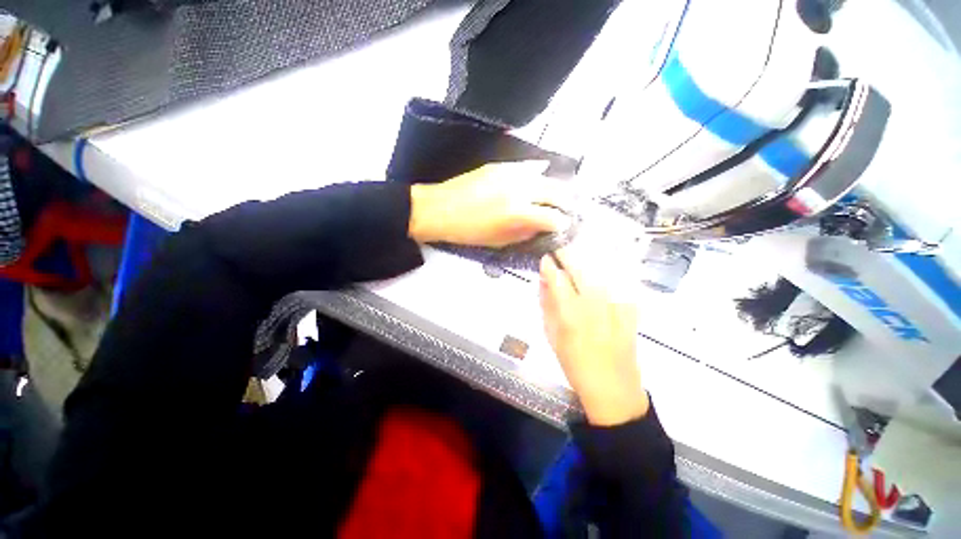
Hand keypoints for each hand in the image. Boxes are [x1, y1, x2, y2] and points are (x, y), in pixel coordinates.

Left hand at [408, 161, 570, 246]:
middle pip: (557, 192)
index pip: (553, 217)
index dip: (561, 224)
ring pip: (546, 176)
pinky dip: (538, 174)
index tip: (563, 227)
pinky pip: (528, 167)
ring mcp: (512, 173)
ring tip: (557, 196)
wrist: (440, 209)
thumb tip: (541, 227)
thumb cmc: (468, 232)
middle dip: (566, 203)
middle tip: (567, 210)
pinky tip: (540, 178)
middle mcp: (521, 189)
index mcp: (519, 213)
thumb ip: (525, 233)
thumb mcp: (499, 241)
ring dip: (555, 188)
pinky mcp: (501, 165)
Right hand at [539, 246, 648, 425]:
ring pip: (602, 273)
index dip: (550, 266)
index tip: (545, 258)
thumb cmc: (575, 365)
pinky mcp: (631, 311)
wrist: (613, 389)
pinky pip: (622, 284)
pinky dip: (612, 272)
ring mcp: (616, 308)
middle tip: (561, 249)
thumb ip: (547, 307)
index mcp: (570, 315)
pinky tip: (606, 267)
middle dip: (569, 255)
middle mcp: (594, 307)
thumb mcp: (552, 337)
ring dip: (588, 260)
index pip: (558, 281)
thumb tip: (543, 283)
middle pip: (581, 270)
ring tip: (580, 254)